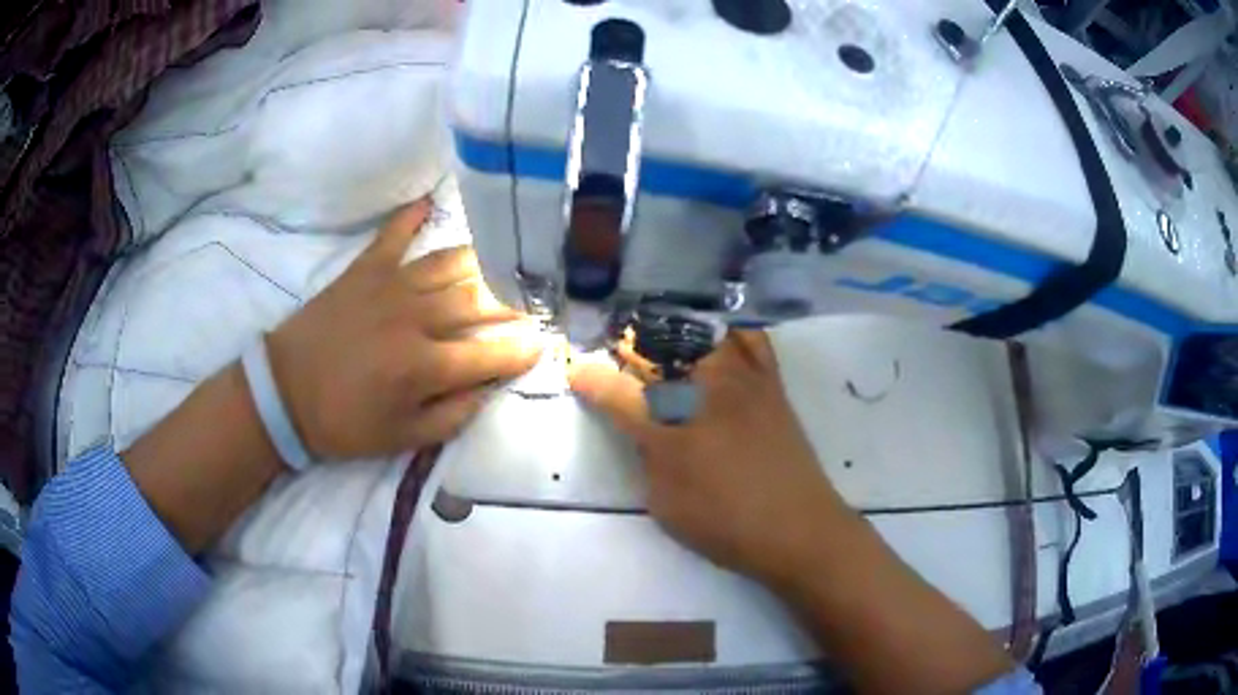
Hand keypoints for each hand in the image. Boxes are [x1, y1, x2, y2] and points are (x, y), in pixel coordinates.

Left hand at [268, 200, 543, 459]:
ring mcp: (390, 285)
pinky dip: (412, 216)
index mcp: (424, 366)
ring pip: (451, 262)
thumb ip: (452, 416)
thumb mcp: (402, 439)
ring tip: (505, 263)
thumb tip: (489, 388)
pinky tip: (431, 201)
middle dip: (516, 302)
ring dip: (484, 262)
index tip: (544, 344)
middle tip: (536, 301)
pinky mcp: (365, 269)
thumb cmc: (343, 422)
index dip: (524, 349)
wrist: (283, 393)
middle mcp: (415, 317)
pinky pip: (394, 234)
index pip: (491, 353)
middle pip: (480, 300)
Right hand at [569, 331, 851, 585]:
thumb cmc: (727, 523)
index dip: (593, 381)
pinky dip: (734, 330)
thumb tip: (640, 427)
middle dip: (633, 346)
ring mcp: (746, 382)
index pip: (621, 395)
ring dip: (677, 331)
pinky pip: (754, 341)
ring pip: (705, 335)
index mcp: (674, 426)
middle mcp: (706, 392)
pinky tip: (722, 333)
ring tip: (663, 336)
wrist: (799, 530)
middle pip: (662, 351)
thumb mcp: (667, 501)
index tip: (576, 371)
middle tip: (619, 348)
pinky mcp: (774, 387)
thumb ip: (647, 457)